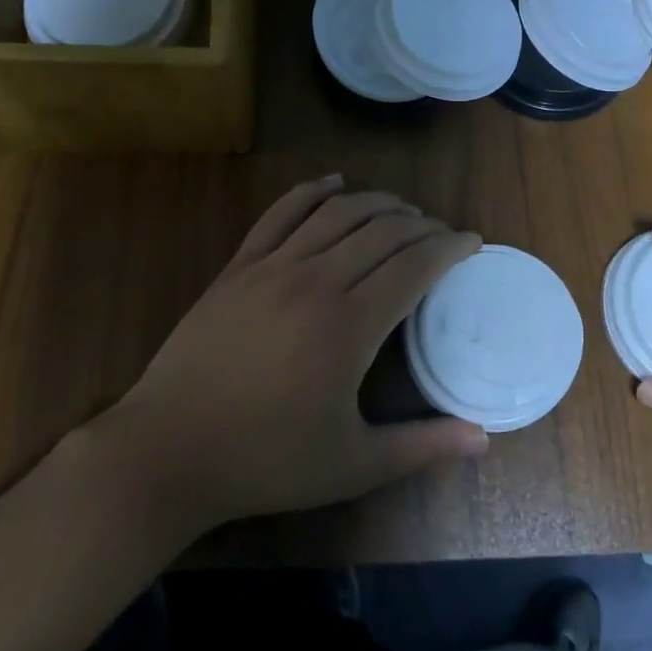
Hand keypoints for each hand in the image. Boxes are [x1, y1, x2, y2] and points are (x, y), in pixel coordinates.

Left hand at [108, 177, 488, 529]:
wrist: (168, 451)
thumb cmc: (266, 461)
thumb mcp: (353, 466)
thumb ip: (422, 447)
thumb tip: (483, 438)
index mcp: (350, 325)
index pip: (413, 266)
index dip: (449, 248)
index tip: (470, 242)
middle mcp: (316, 281)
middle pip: (382, 232)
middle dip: (421, 225)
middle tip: (441, 234)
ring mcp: (272, 268)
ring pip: (337, 214)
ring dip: (377, 203)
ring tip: (402, 210)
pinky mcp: (238, 267)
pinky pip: (280, 213)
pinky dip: (311, 192)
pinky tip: (333, 184)